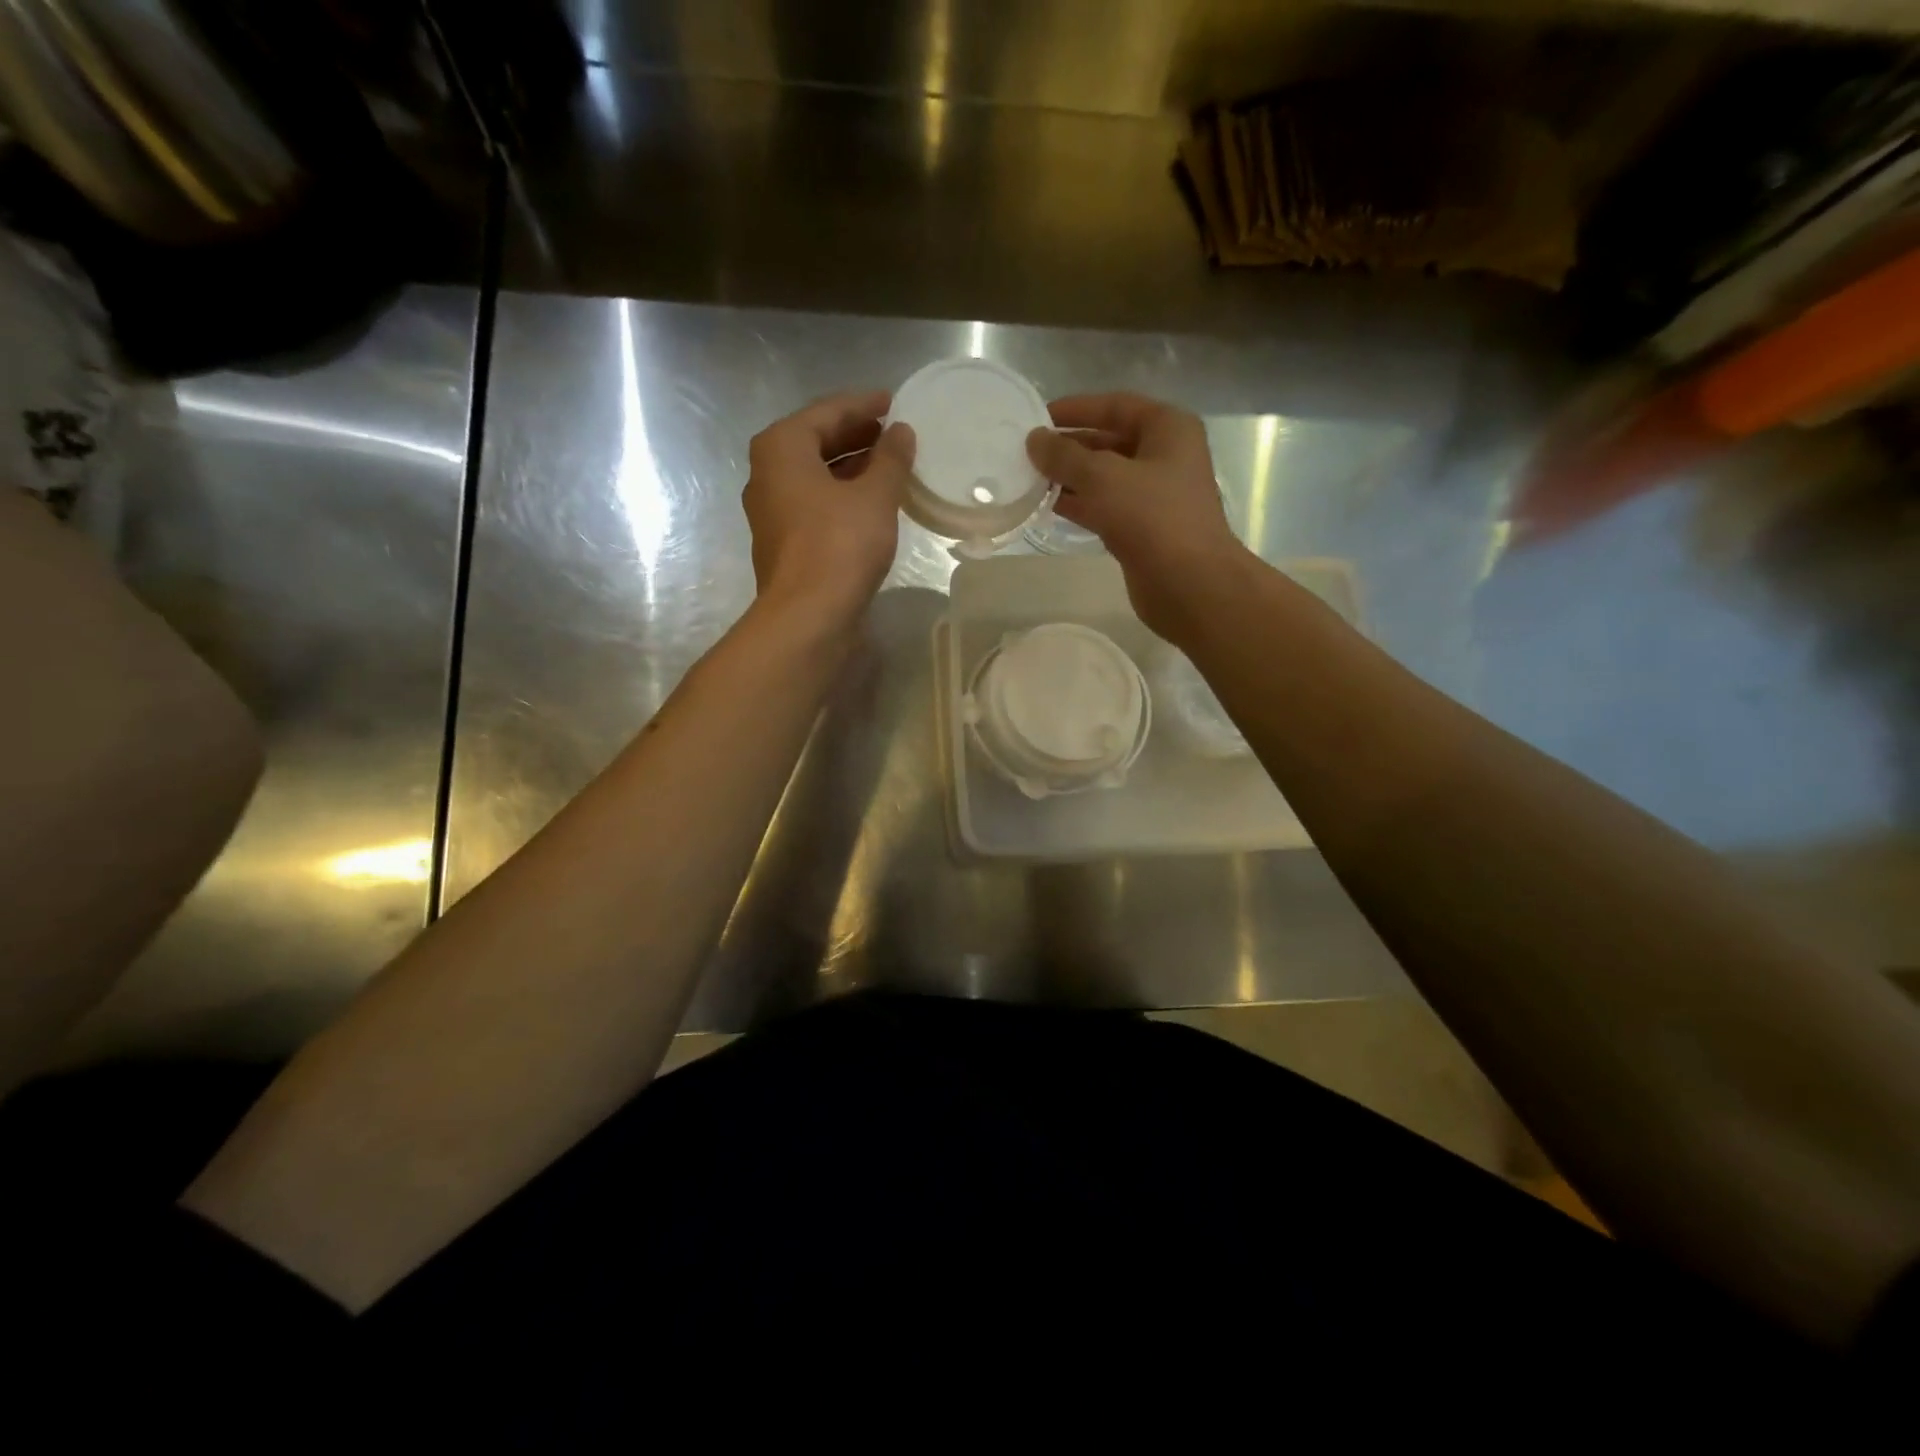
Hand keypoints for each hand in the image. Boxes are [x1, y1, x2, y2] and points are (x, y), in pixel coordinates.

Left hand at [744, 391, 914, 629]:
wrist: (808, 617)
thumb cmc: (840, 546)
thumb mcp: (875, 496)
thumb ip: (891, 459)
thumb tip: (901, 433)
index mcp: (781, 448)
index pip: (826, 412)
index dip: (863, 405)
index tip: (892, 402)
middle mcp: (767, 474)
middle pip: (816, 442)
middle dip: (856, 436)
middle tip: (893, 433)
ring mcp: (772, 512)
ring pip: (816, 476)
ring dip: (851, 468)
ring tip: (890, 467)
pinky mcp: (784, 543)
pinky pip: (816, 504)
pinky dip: (842, 496)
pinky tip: (872, 504)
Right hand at [1027, 393, 1248, 641]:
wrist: (1188, 583)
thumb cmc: (1152, 517)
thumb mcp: (1102, 477)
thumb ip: (1064, 456)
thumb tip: (1034, 440)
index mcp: (1168, 428)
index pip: (1116, 405)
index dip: (1076, 409)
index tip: (1038, 418)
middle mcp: (1165, 456)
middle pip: (1109, 442)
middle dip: (1069, 447)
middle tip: (1028, 453)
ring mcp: (1155, 495)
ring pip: (1105, 478)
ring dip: (1070, 478)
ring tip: (1029, 479)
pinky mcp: (1143, 529)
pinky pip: (1105, 507)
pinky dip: (1079, 505)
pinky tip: (1047, 506)